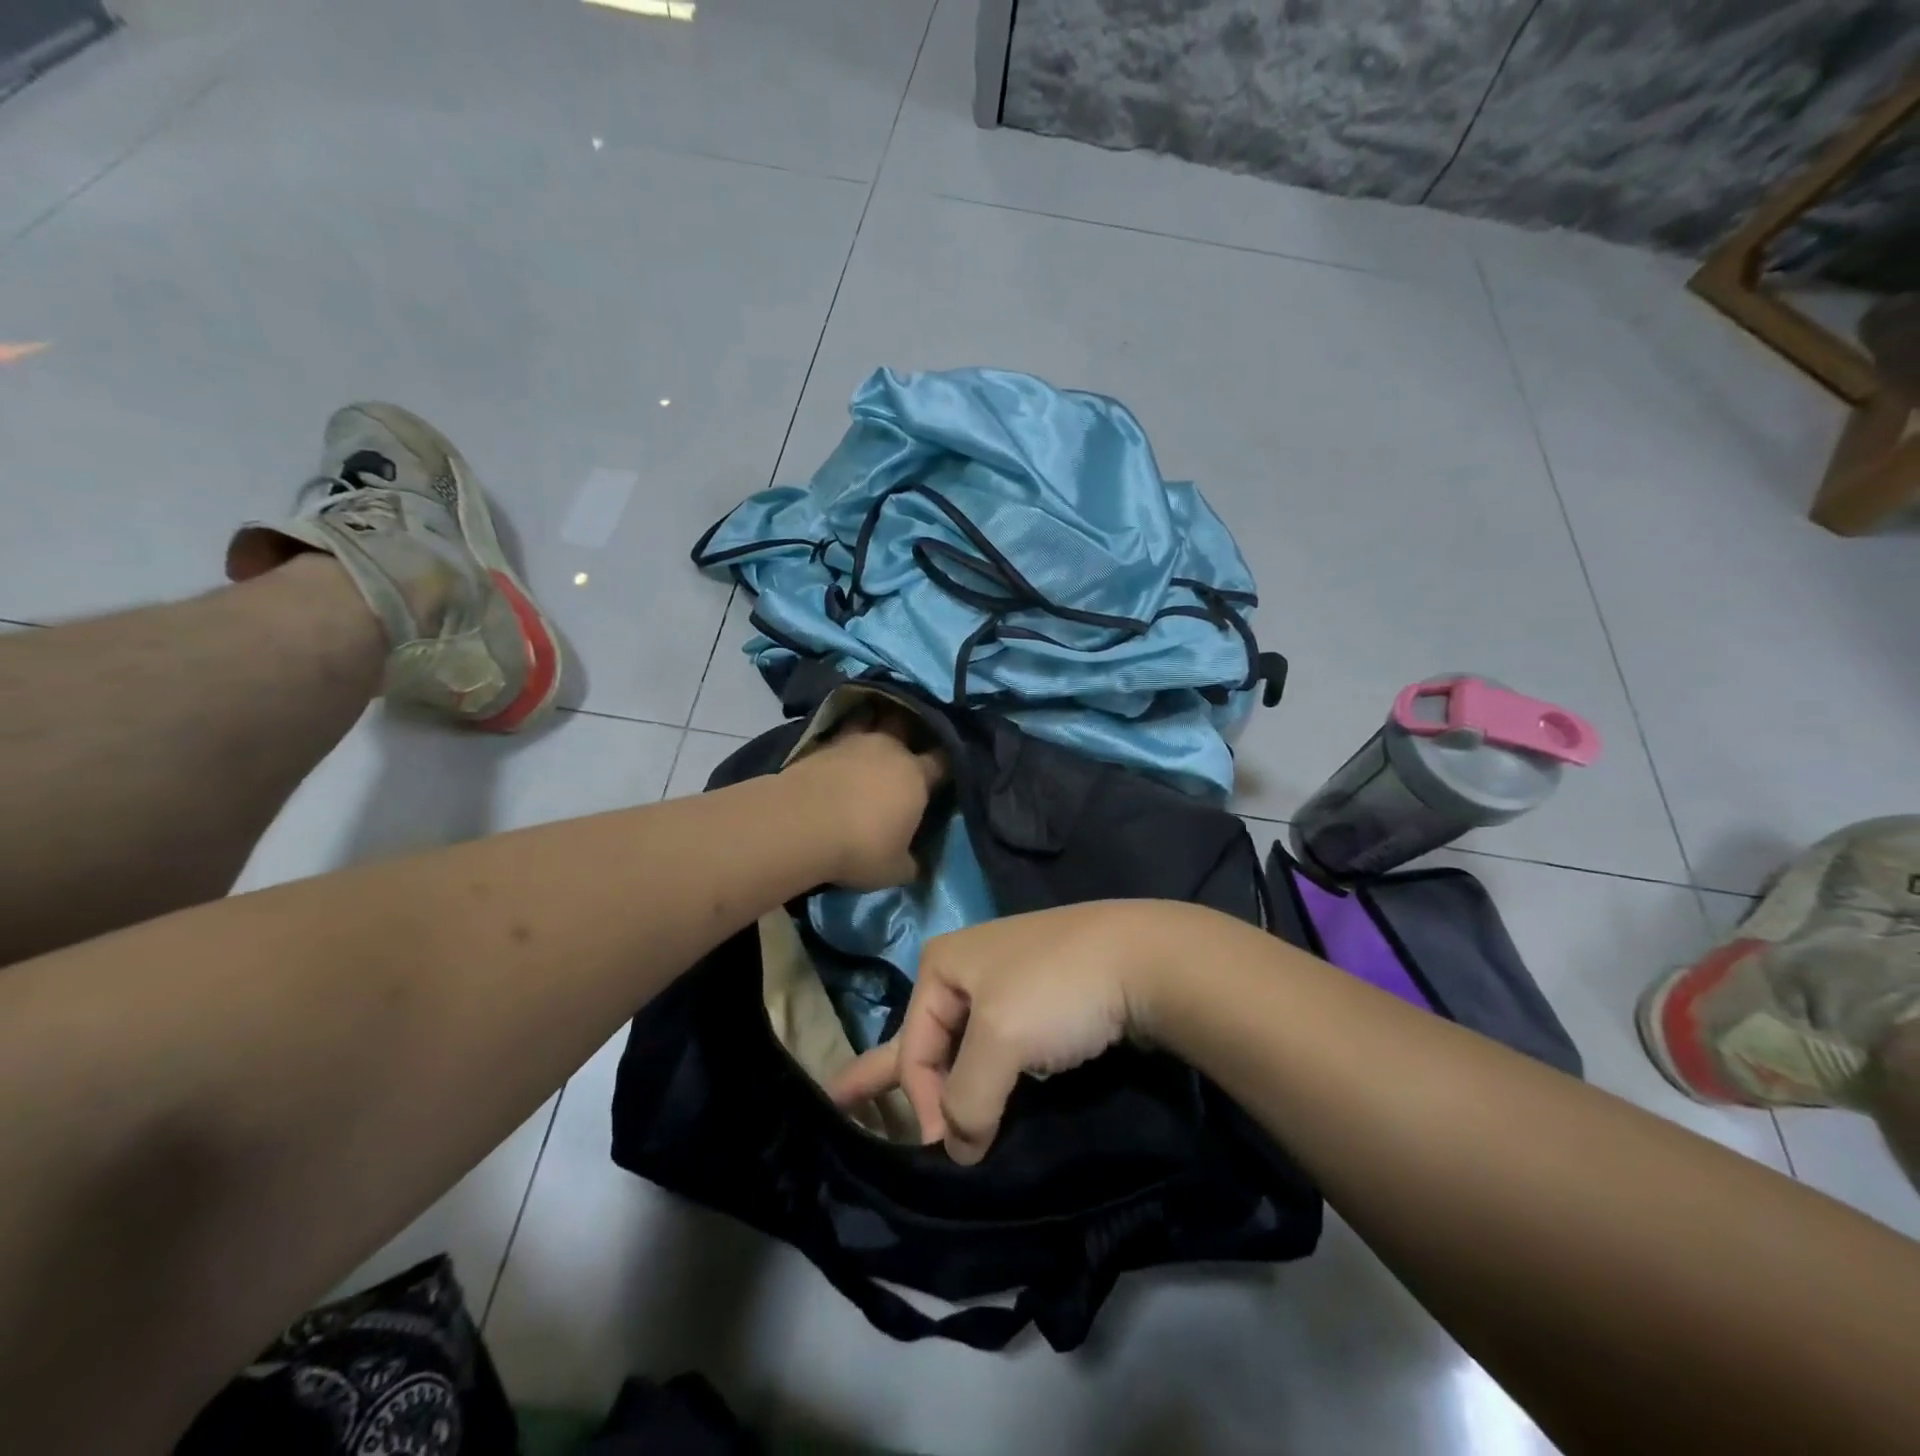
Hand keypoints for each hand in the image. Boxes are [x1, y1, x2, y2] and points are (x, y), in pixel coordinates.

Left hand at [782, 707, 945, 891]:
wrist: (801, 825)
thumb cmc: (860, 848)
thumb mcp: (893, 869)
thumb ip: (909, 863)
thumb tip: (915, 864)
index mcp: (916, 776)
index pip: (942, 761)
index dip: (945, 763)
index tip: (945, 768)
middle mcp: (889, 750)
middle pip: (905, 725)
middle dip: (908, 730)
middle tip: (905, 741)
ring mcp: (853, 742)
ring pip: (869, 719)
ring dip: (872, 722)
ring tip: (870, 731)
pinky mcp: (820, 745)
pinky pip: (838, 734)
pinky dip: (840, 739)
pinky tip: (838, 749)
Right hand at [827, 902, 1189, 1163]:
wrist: (1145, 958)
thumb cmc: (1058, 989)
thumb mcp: (1001, 1041)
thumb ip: (967, 1100)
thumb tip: (958, 1147)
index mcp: (942, 966)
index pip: (913, 1049)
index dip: (923, 1102)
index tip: (952, 1149)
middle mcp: (966, 970)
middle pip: (924, 1038)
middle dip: (888, 1076)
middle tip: (842, 1103)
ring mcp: (1006, 985)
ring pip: (964, 1046)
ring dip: (947, 1084)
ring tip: (913, 1112)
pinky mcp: (1041, 1003)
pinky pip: (1000, 1048)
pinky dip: (988, 1077)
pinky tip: (984, 1095)